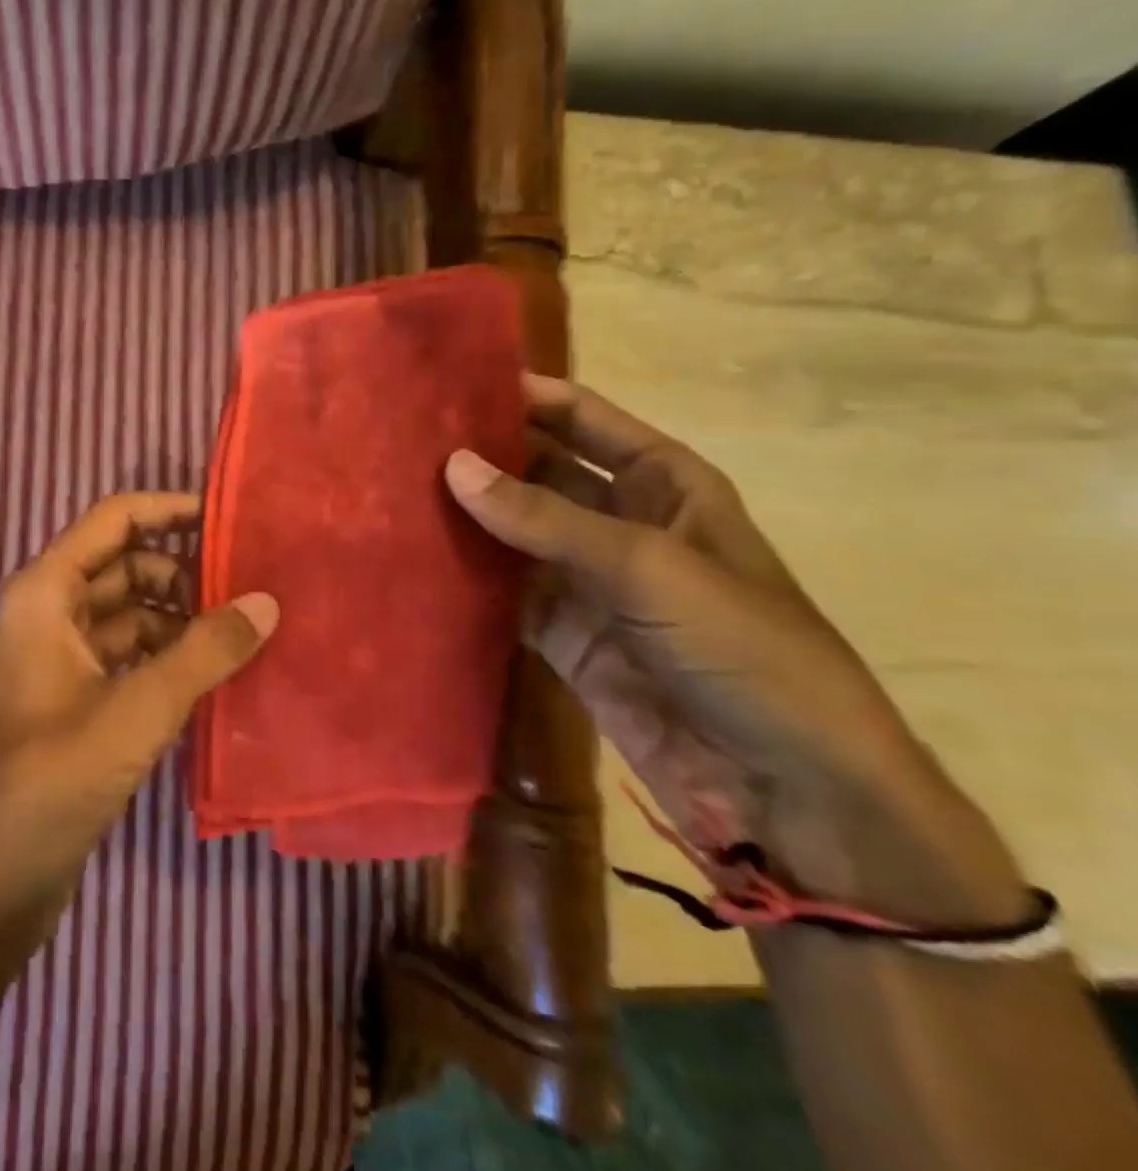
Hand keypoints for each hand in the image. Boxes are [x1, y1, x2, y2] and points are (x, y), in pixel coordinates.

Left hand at [0, 493, 275, 1103]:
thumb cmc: (49, 779)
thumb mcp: (137, 708)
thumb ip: (205, 651)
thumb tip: (267, 602)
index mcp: (46, 591)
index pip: (115, 521)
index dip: (170, 510)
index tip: (230, 520)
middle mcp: (51, 613)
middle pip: (127, 566)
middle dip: (185, 572)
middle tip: (252, 588)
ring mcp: (62, 659)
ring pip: (131, 615)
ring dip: (182, 619)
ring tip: (246, 631)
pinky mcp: (76, 702)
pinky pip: (130, 658)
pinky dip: (169, 657)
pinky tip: (217, 675)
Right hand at [445, 374, 1022, 930]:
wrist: (781, 788)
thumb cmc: (740, 650)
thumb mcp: (647, 567)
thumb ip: (545, 517)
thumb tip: (453, 465)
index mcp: (663, 484)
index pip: (582, 419)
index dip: (523, 396)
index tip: (448, 383)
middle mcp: (618, 522)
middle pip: (537, 473)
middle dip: (480, 456)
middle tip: (400, 441)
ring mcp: (585, 581)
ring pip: (511, 533)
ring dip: (463, 517)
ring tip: (390, 492)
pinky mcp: (561, 635)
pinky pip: (502, 594)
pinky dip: (464, 580)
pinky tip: (411, 561)